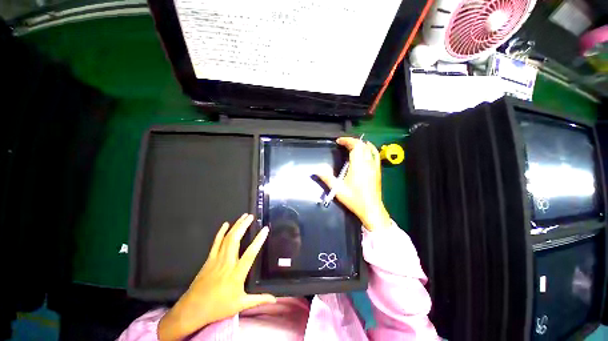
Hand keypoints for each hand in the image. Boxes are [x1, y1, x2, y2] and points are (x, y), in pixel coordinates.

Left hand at [157, 214, 275, 340]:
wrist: (193, 309)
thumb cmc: (219, 307)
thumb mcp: (241, 304)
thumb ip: (259, 300)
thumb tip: (274, 299)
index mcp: (237, 273)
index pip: (250, 253)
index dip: (259, 240)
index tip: (265, 229)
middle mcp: (227, 263)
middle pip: (236, 239)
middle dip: (244, 225)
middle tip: (251, 216)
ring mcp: (217, 259)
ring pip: (227, 238)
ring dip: (235, 226)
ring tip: (243, 217)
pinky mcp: (209, 259)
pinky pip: (215, 242)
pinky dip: (220, 232)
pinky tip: (225, 224)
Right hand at [317, 137, 390, 231]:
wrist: (371, 209)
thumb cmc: (354, 199)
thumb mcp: (337, 189)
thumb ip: (326, 178)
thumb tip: (316, 170)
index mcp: (358, 166)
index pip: (355, 146)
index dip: (347, 140)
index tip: (339, 141)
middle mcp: (367, 163)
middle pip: (362, 145)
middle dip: (352, 141)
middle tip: (343, 143)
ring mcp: (374, 167)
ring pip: (370, 148)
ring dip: (361, 144)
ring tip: (352, 145)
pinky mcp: (377, 171)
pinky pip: (375, 155)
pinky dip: (370, 149)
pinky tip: (366, 151)